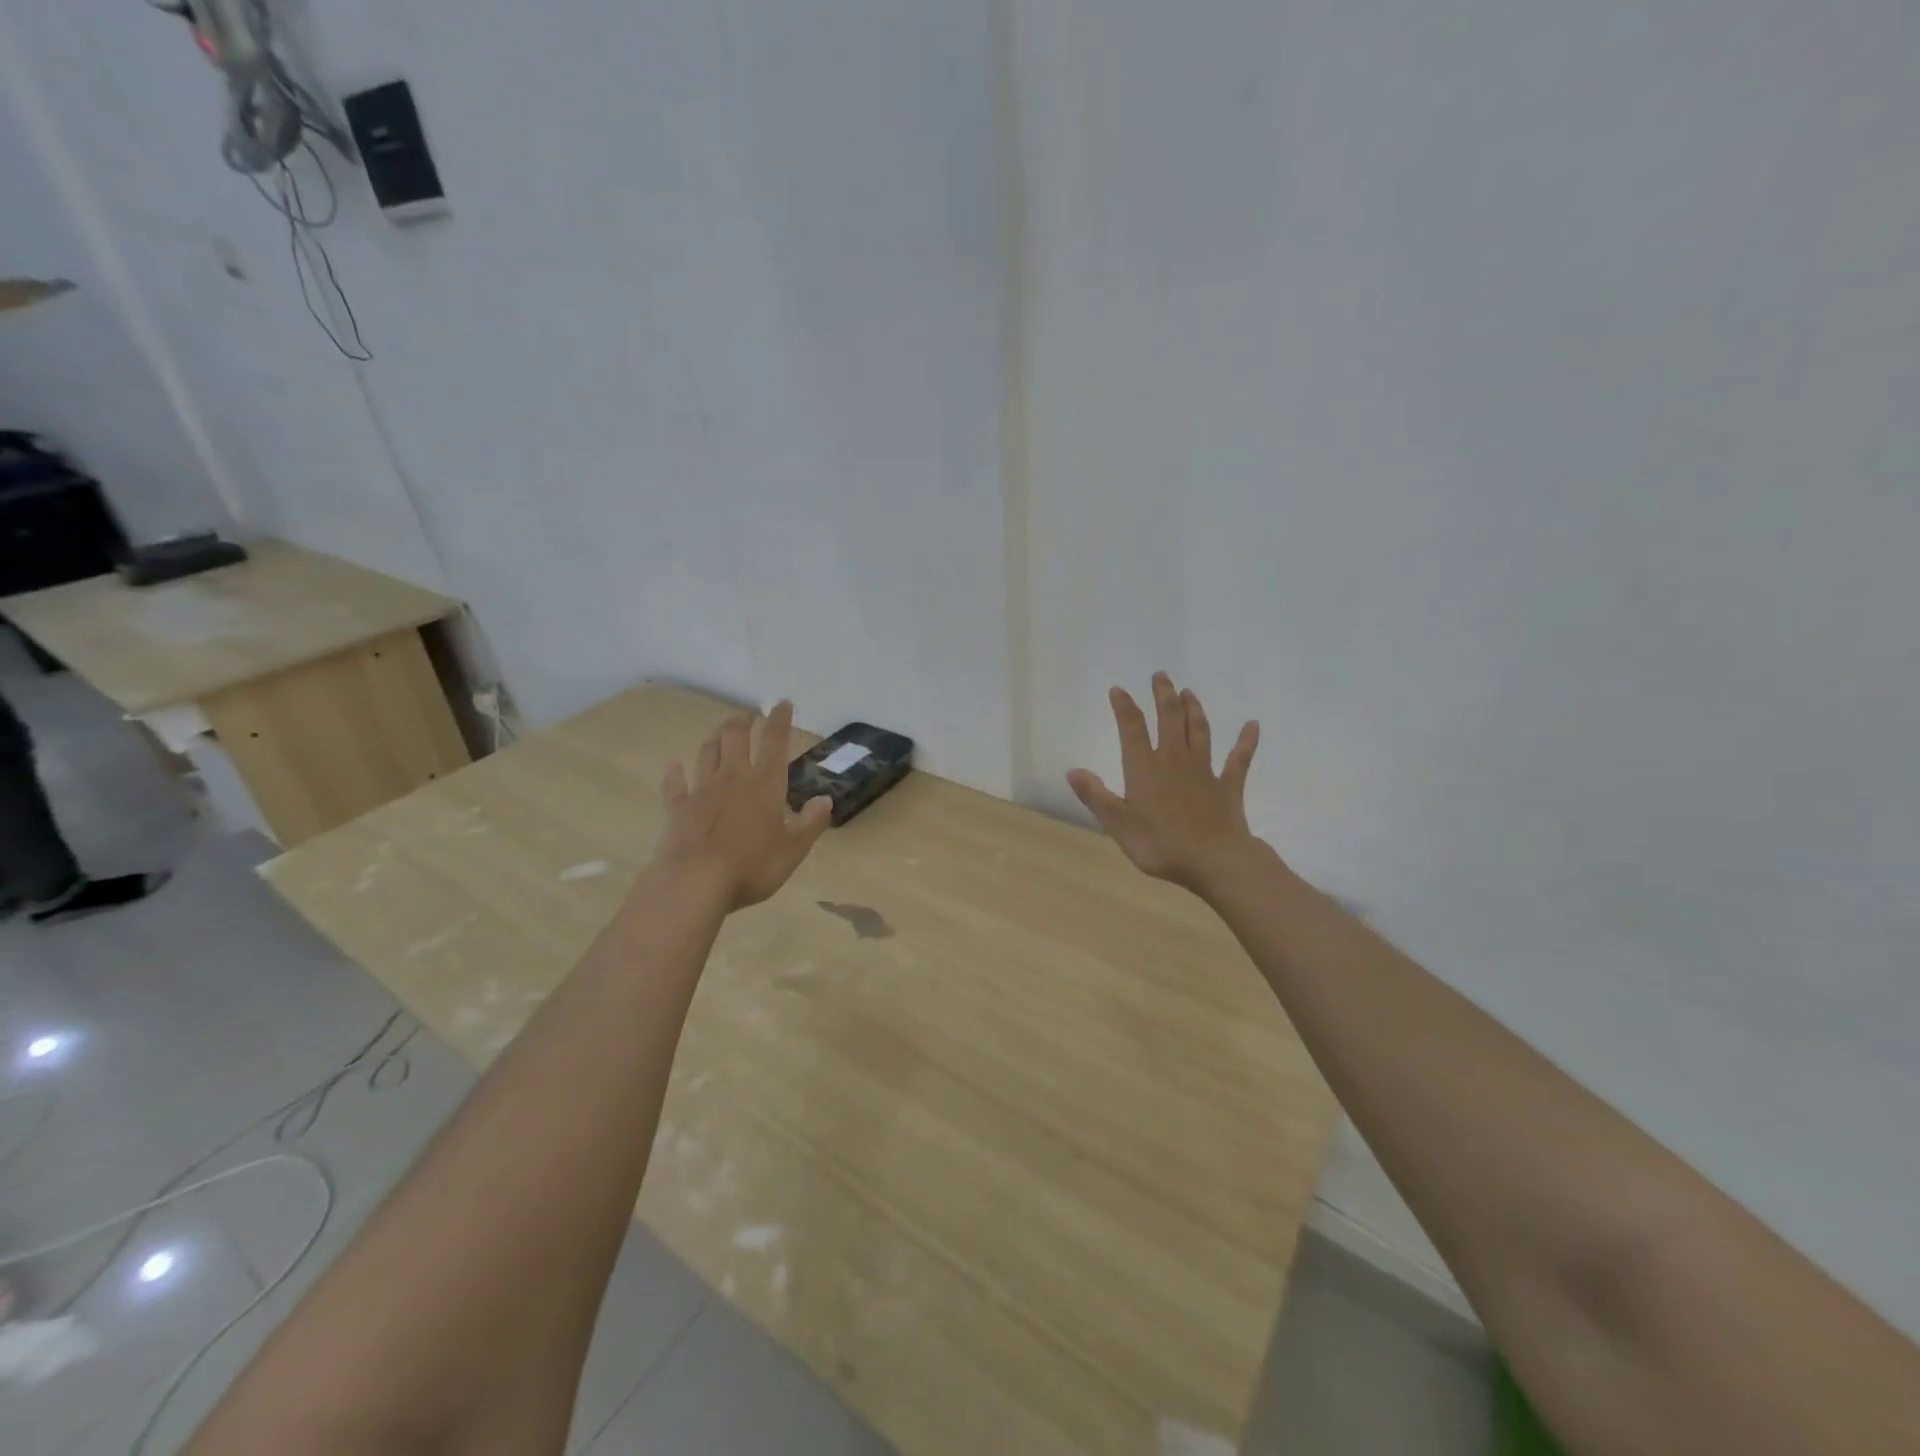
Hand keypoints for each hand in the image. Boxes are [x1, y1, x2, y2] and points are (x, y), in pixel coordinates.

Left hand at [655, 700, 832, 911]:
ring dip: (715, 739)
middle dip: (742, 722)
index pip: (775, 743)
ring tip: (720, 732)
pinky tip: (673, 764)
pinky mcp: (677, 808)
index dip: (780, 721)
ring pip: (707, 753)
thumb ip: (811, 822)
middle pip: (735, 738)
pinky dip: (675, 772)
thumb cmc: (752, 866)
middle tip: (747, 715)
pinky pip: (675, 784)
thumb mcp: (793, 850)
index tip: (782, 703)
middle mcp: (733, 778)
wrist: (695, 882)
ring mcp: (702, 790)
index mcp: (765, 785)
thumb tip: (826, 799)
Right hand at [1067, 673, 1261, 893]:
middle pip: (1170, 719)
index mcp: (1145, 768)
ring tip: (1189, 692)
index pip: (1132, 728)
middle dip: (1163, 696)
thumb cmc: (1160, 844)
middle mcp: (1174, 760)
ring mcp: (1204, 771)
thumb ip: (1096, 795)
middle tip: (1161, 675)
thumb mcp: (1118, 824)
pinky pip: (1239, 759)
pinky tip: (1252, 726)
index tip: (1119, 689)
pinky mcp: (1228, 786)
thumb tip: (1072, 770)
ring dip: (1194, 710)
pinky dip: (1246, 741)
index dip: (1124, 707)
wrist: (1214, 861)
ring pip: (1199, 732)